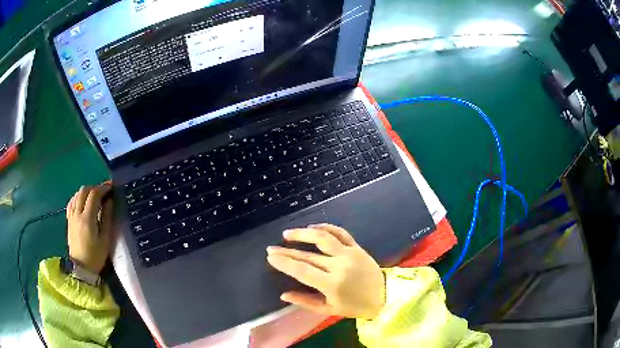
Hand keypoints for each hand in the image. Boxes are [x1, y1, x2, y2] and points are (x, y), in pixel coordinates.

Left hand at [66, 183, 112, 274]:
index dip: (103, 188)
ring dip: (86, 191)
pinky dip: (78, 197)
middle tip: (103, 192)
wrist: (81, 268)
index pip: (94, 195)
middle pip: (84, 190)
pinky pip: (72, 201)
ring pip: (77, 194)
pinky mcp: (69, 219)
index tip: (111, 187)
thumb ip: (107, 218)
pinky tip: (83, 201)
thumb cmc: (96, 256)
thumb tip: (109, 201)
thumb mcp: (105, 239)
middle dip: (95, 187)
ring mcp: (71, 215)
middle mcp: (77, 213)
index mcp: (87, 219)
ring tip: (94, 196)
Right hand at [267, 224, 384, 319]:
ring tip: (287, 234)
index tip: (270, 257)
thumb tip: (283, 294)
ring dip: (303, 233)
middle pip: (308, 255)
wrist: (385, 296)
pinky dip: (325, 227)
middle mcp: (340, 265)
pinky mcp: (357, 247)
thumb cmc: (356, 307)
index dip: (284, 263)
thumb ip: (305, 302)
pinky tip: (312, 228)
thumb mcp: (329, 309)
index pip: (302, 270)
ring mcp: (350, 253)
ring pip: (323, 238)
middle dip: (287, 251)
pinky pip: (340, 233)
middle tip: (271, 248)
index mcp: (332, 284)